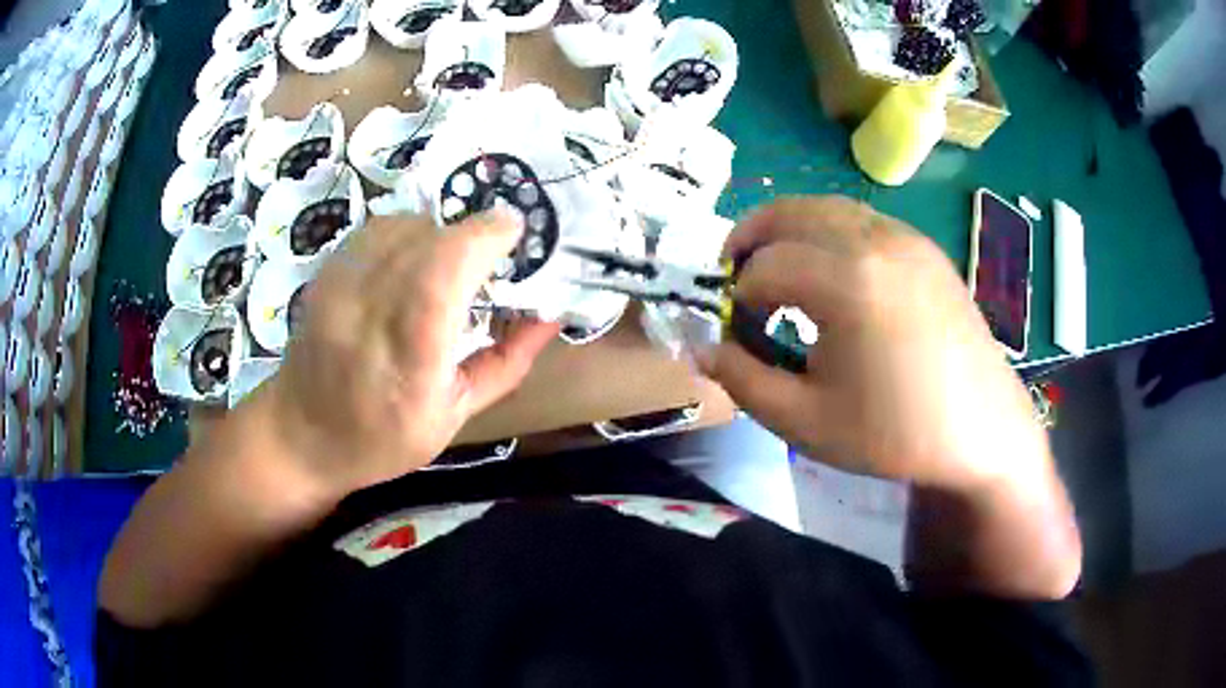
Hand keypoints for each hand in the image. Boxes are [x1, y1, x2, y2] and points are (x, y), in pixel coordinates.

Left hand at [249, 211, 558, 495]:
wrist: (301, 433)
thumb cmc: (383, 438)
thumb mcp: (456, 415)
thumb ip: (508, 361)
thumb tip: (551, 315)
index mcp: (411, 362)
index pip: (444, 272)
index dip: (485, 237)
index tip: (515, 233)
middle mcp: (370, 313)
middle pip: (429, 237)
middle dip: (472, 234)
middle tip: (490, 257)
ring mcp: (342, 286)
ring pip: (405, 224)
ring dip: (441, 232)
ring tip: (449, 263)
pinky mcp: (327, 272)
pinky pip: (379, 228)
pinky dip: (409, 231)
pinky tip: (413, 261)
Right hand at [700, 197, 1047, 491]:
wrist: (980, 429)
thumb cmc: (895, 433)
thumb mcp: (805, 422)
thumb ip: (742, 381)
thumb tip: (700, 350)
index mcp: (847, 281)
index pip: (764, 269)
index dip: (738, 299)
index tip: (738, 333)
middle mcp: (875, 240)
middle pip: (790, 212)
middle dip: (750, 238)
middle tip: (736, 276)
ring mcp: (906, 237)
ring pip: (826, 207)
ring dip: (789, 229)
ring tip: (779, 268)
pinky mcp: (925, 247)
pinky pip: (862, 219)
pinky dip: (830, 231)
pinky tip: (834, 272)